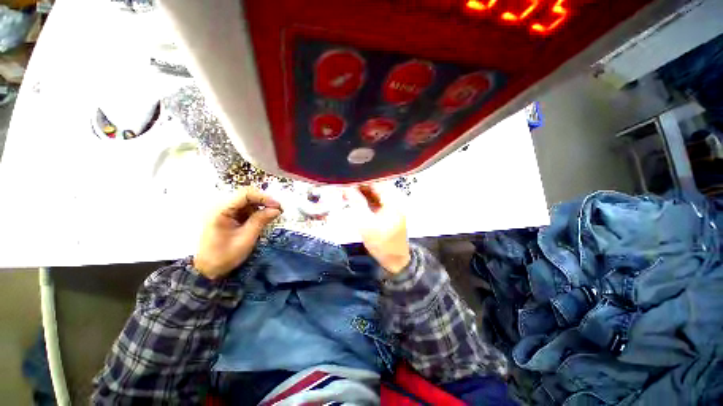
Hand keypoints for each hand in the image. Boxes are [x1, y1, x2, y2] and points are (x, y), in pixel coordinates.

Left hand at [194, 187, 281, 279]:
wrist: (208, 269)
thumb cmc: (225, 255)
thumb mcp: (246, 238)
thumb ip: (260, 221)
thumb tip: (277, 209)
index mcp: (221, 210)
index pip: (245, 194)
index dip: (264, 197)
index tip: (277, 206)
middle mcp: (221, 207)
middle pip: (247, 195)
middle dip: (264, 201)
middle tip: (278, 209)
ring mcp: (225, 211)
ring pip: (248, 201)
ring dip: (262, 206)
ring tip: (274, 214)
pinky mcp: (229, 216)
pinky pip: (245, 209)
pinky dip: (257, 212)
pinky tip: (264, 218)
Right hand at [344, 184, 410, 273]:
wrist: (395, 261)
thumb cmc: (381, 243)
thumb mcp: (366, 224)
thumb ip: (357, 203)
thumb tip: (347, 188)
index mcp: (393, 200)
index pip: (376, 182)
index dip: (361, 179)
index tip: (348, 178)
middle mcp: (395, 199)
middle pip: (376, 186)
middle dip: (360, 185)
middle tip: (345, 185)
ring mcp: (392, 206)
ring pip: (375, 193)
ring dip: (362, 192)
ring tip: (346, 191)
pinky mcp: (388, 212)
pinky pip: (376, 201)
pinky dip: (366, 199)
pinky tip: (355, 200)